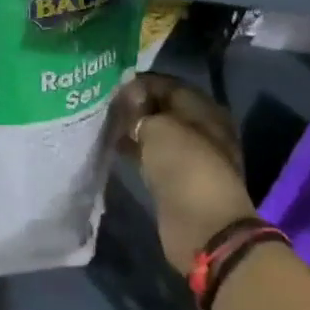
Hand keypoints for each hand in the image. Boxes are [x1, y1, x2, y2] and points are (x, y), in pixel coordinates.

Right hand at [112, 74, 254, 275]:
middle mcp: (201, 130)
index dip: (140, 82)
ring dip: (132, 128)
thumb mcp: (159, 128)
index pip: (169, 85)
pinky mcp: (176, 179)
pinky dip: (134, 149)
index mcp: (205, 111)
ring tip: (103, 123)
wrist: (202, 226)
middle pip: (163, 109)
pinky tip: (113, 146)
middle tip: (103, 104)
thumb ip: (140, 110)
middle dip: (134, 105)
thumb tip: (127, 101)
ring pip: (156, 133)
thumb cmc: (185, 168)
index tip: (111, 84)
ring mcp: (189, 157)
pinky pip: (152, 155)